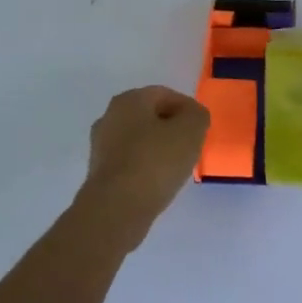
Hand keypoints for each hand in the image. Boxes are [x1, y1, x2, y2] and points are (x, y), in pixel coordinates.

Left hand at [79, 85, 210, 231]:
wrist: (117, 208)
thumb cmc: (156, 161)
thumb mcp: (191, 130)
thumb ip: (197, 115)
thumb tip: (192, 116)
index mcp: (129, 100)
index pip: (165, 94)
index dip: (188, 109)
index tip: (202, 129)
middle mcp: (109, 117)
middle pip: (150, 117)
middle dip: (172, 129)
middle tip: (192, 146)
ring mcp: (101, 146)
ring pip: (139, 140)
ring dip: (158, 149)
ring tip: (177, 167)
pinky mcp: (100, 173)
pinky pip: (130, 162)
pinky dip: (145, 167)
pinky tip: (158, 182)